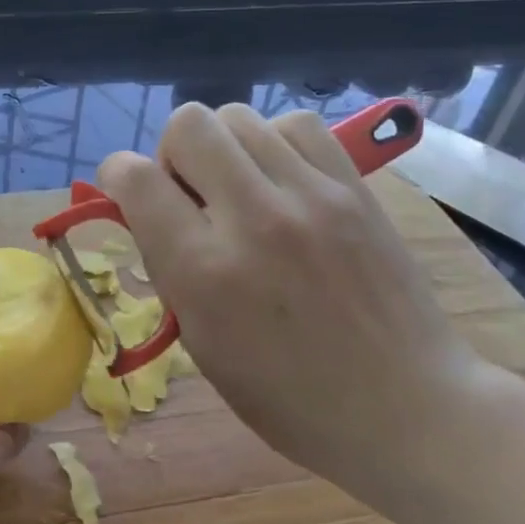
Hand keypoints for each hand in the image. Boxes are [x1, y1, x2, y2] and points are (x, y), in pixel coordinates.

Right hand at [97, 103, 490, 483]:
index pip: (135, 178)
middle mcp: (253, 218)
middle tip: (192, 194)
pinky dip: (274, 142)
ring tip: (240, 188)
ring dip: (223, 147)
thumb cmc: (289, 398)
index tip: (128, 194)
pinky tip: (282, 180)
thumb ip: (170, 267)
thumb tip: (151, 211)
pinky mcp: (355, 187)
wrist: (407, 407)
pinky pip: (295, 126)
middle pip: (188, 124)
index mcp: (204, 271)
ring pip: (239, 116)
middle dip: (172, 153)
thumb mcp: (202, 344)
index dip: (117, 177)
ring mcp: (311, 196)